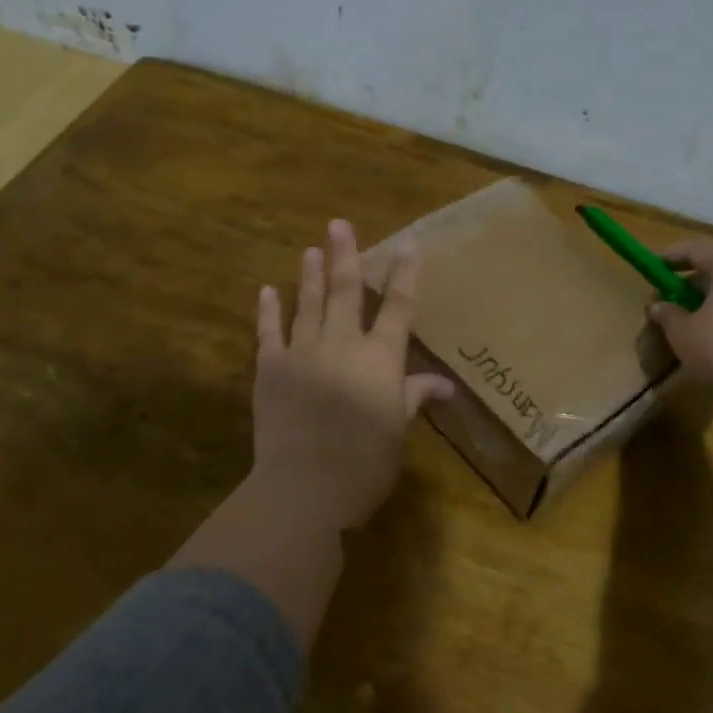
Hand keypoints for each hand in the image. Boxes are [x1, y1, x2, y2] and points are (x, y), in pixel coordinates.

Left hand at [251, 219, 453, 530]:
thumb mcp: (398, 431)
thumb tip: (445, 385)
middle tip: (338, 224)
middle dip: (346, 256)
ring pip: (308, 303)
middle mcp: (342, 344)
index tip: (408, 248)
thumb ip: (414, 398)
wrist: (303, 487)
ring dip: (310, 275)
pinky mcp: (269, 369)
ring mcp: (302, 353)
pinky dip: (269, 311)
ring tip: (311, 249)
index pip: (397, 308)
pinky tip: (267, 290)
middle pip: (345, 292)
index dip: (404, 276)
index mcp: (380, 359)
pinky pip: (269, 332)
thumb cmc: (364, 464)